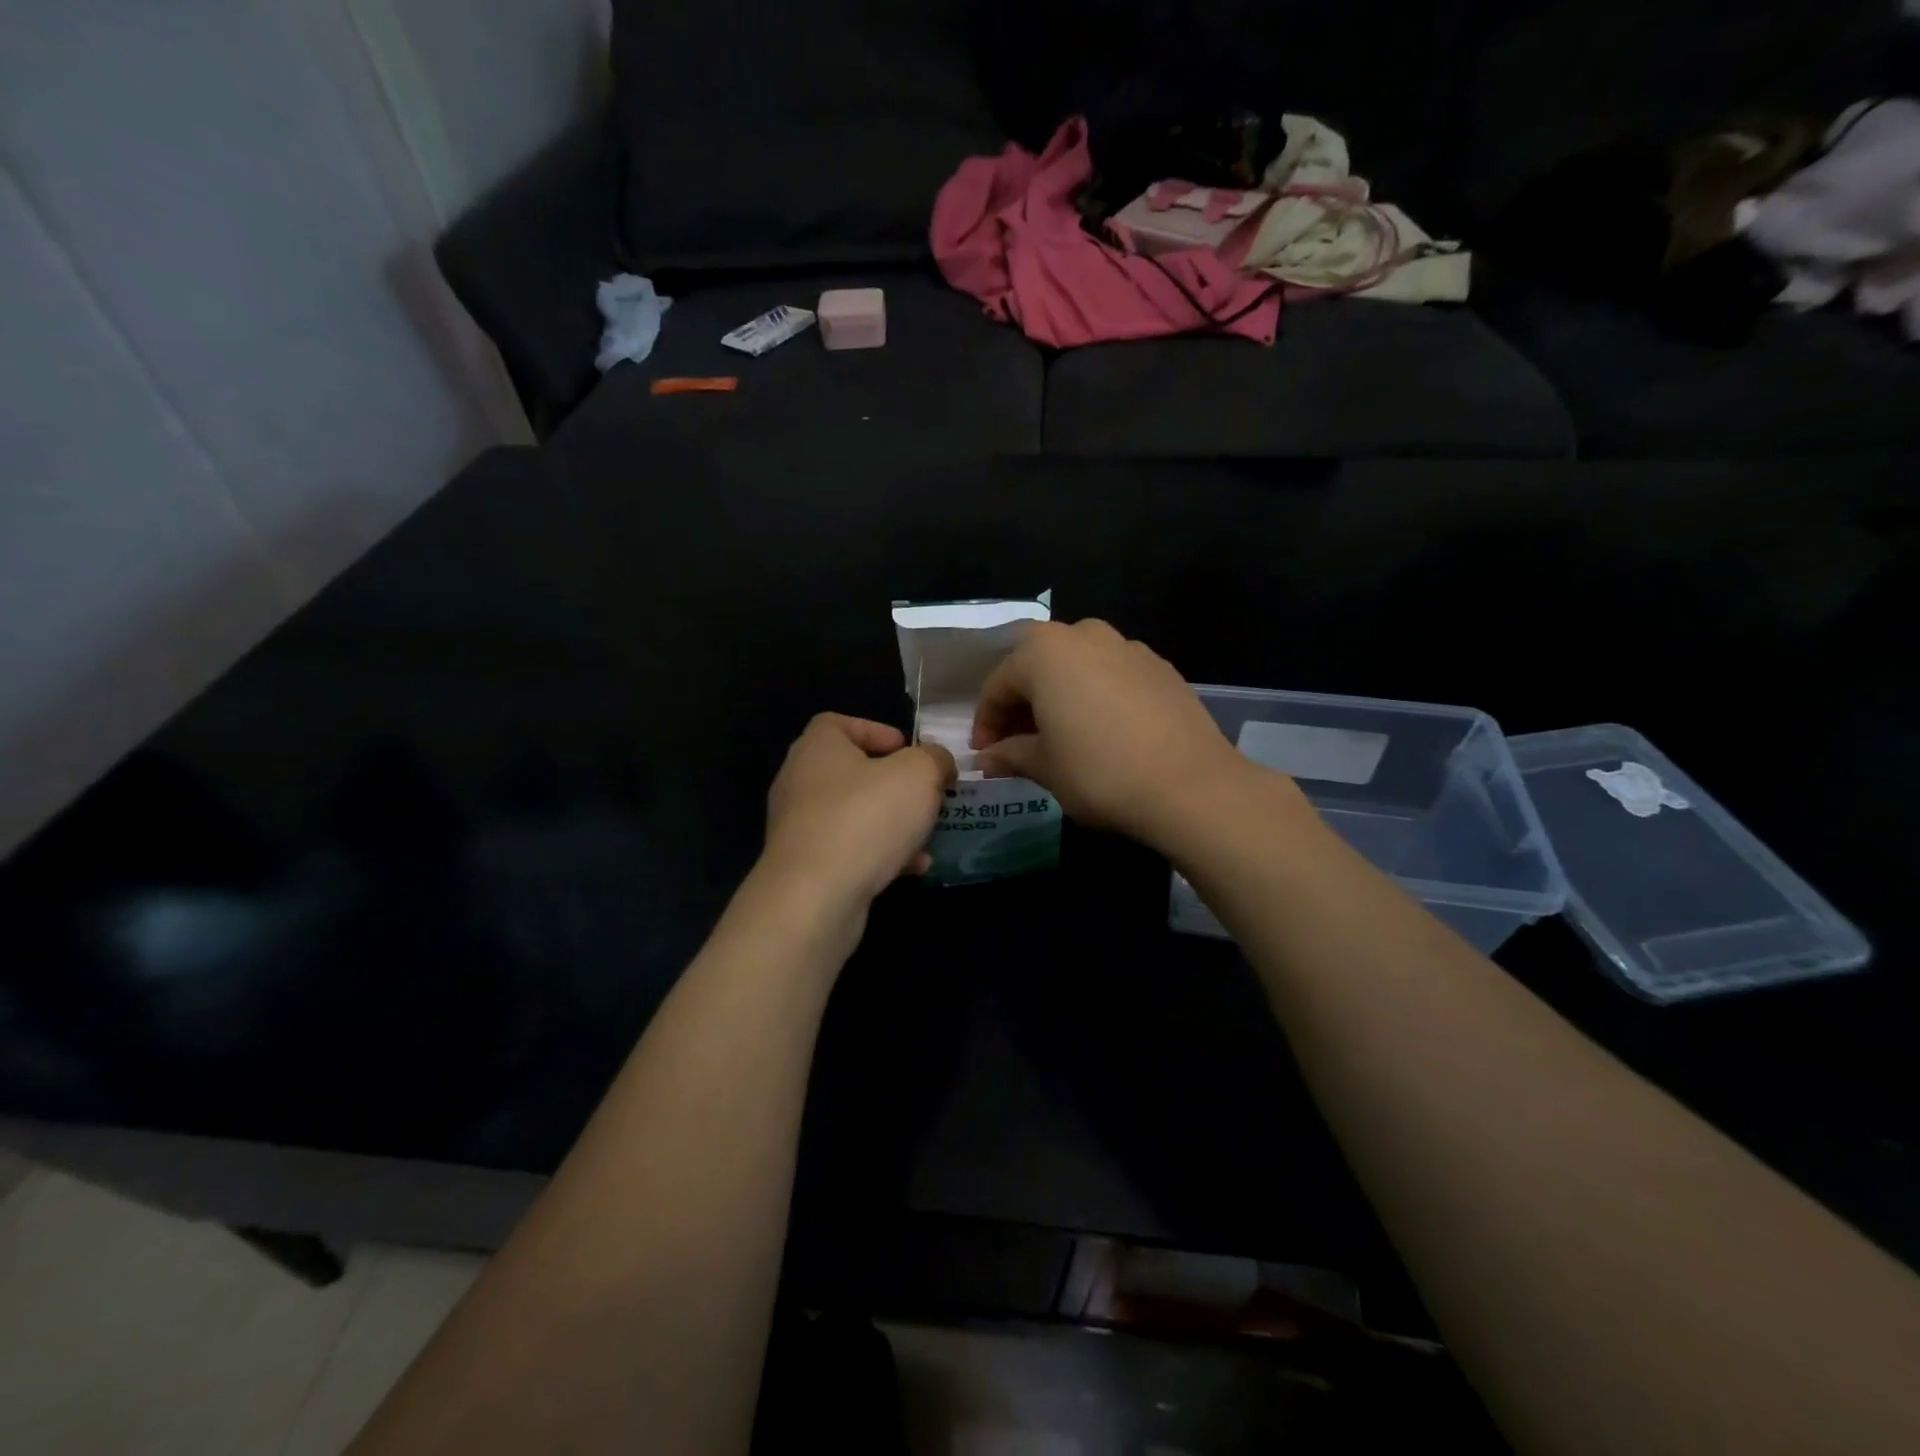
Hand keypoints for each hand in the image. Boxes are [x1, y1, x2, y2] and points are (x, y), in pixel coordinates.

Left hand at [760, 714, 956, 910]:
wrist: (815, 897)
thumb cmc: (866, 818)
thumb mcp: (919, 774)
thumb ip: (934, 759)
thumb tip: (937, 762)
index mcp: (818, 747)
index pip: (839, 723)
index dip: (876, 731)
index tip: (908, 751)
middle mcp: (800, 781)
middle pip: (852, 771)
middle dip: (894, 784)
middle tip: (926, 795)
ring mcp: (799, 827)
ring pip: (854, 815)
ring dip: (892, 822)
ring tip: (926, 835)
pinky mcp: (805, 867)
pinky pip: (849, 850)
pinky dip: (880, 855)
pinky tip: (913, 868)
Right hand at [971, 619, 1257, 846]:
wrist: (1191, 785)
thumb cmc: (1099, 772)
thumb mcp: (1044, 767)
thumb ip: (1010, 754)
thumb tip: (986, 759)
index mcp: (1044, 651)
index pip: (999, 684)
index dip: (986, 722)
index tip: (986, 755)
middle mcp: (1084, 635)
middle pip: (1038, 667)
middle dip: (1023, 705)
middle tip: (1018, 745)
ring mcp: (1128, 647)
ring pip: (1077, 668)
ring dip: (1060, 698)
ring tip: (1060, 738)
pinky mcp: (1161, 667)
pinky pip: (1112, 676)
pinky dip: (1097, 698)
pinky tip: (1103, 733)